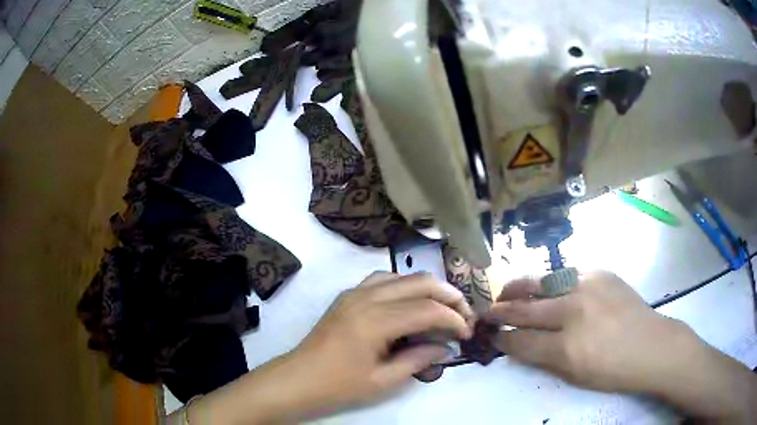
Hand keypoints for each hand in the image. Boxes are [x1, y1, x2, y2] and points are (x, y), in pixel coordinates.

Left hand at [287, 272, 473, 410]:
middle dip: (449, 296)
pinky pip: (383, 279)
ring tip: (443, 307)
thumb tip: (445, 346)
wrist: (299, 378)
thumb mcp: (383, 380)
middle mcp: (366, 297)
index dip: (454, 319)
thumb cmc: (339, 385)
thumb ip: (418, 360)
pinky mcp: (348, 295)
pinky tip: (411, 303)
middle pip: (420, 282)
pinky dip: (405, 285)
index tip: (467, 333)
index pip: (428, 309)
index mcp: (375, 321)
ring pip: (402, 276)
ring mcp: (355, 292)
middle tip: (464, 315)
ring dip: (428, 287)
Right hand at [485, 270, 756, 420]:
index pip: (521, 340)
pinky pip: (566, 273)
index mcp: (566, 347)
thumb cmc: (612, 371)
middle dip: (501, 310)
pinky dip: (549, 280)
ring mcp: (589, 286)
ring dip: (519, 287)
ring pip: (542, 282)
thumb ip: (543, 357)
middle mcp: (574, 311)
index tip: (492, 336)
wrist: (652, 346)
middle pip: (526, 307)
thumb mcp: (573, 375)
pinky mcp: (600, 272)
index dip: (503, 338)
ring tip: (506, 290)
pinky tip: (545, 285)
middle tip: (488, 310)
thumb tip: (519, 342)